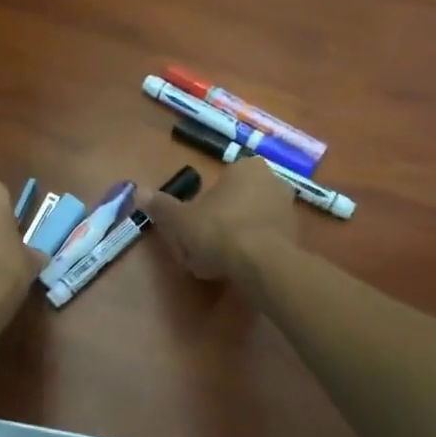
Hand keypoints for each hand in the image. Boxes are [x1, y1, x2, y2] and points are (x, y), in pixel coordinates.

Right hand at [141, 155, 296, 281]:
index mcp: (247, 167)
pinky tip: (238, 269)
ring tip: (217, 262)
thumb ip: (161, 206)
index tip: (193, 225)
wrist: (262, 264)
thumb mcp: (180, 219)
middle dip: (220, 220)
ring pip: (252, 221)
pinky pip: (266, 240)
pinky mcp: (297, 236)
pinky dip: (253, 251)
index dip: (203, 205)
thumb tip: (138, 191)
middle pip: (237, 201)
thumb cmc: (218, 231)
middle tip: (202, 245)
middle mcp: (273, 180)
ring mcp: (289, 209)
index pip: (220, 181)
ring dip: (236, 237)